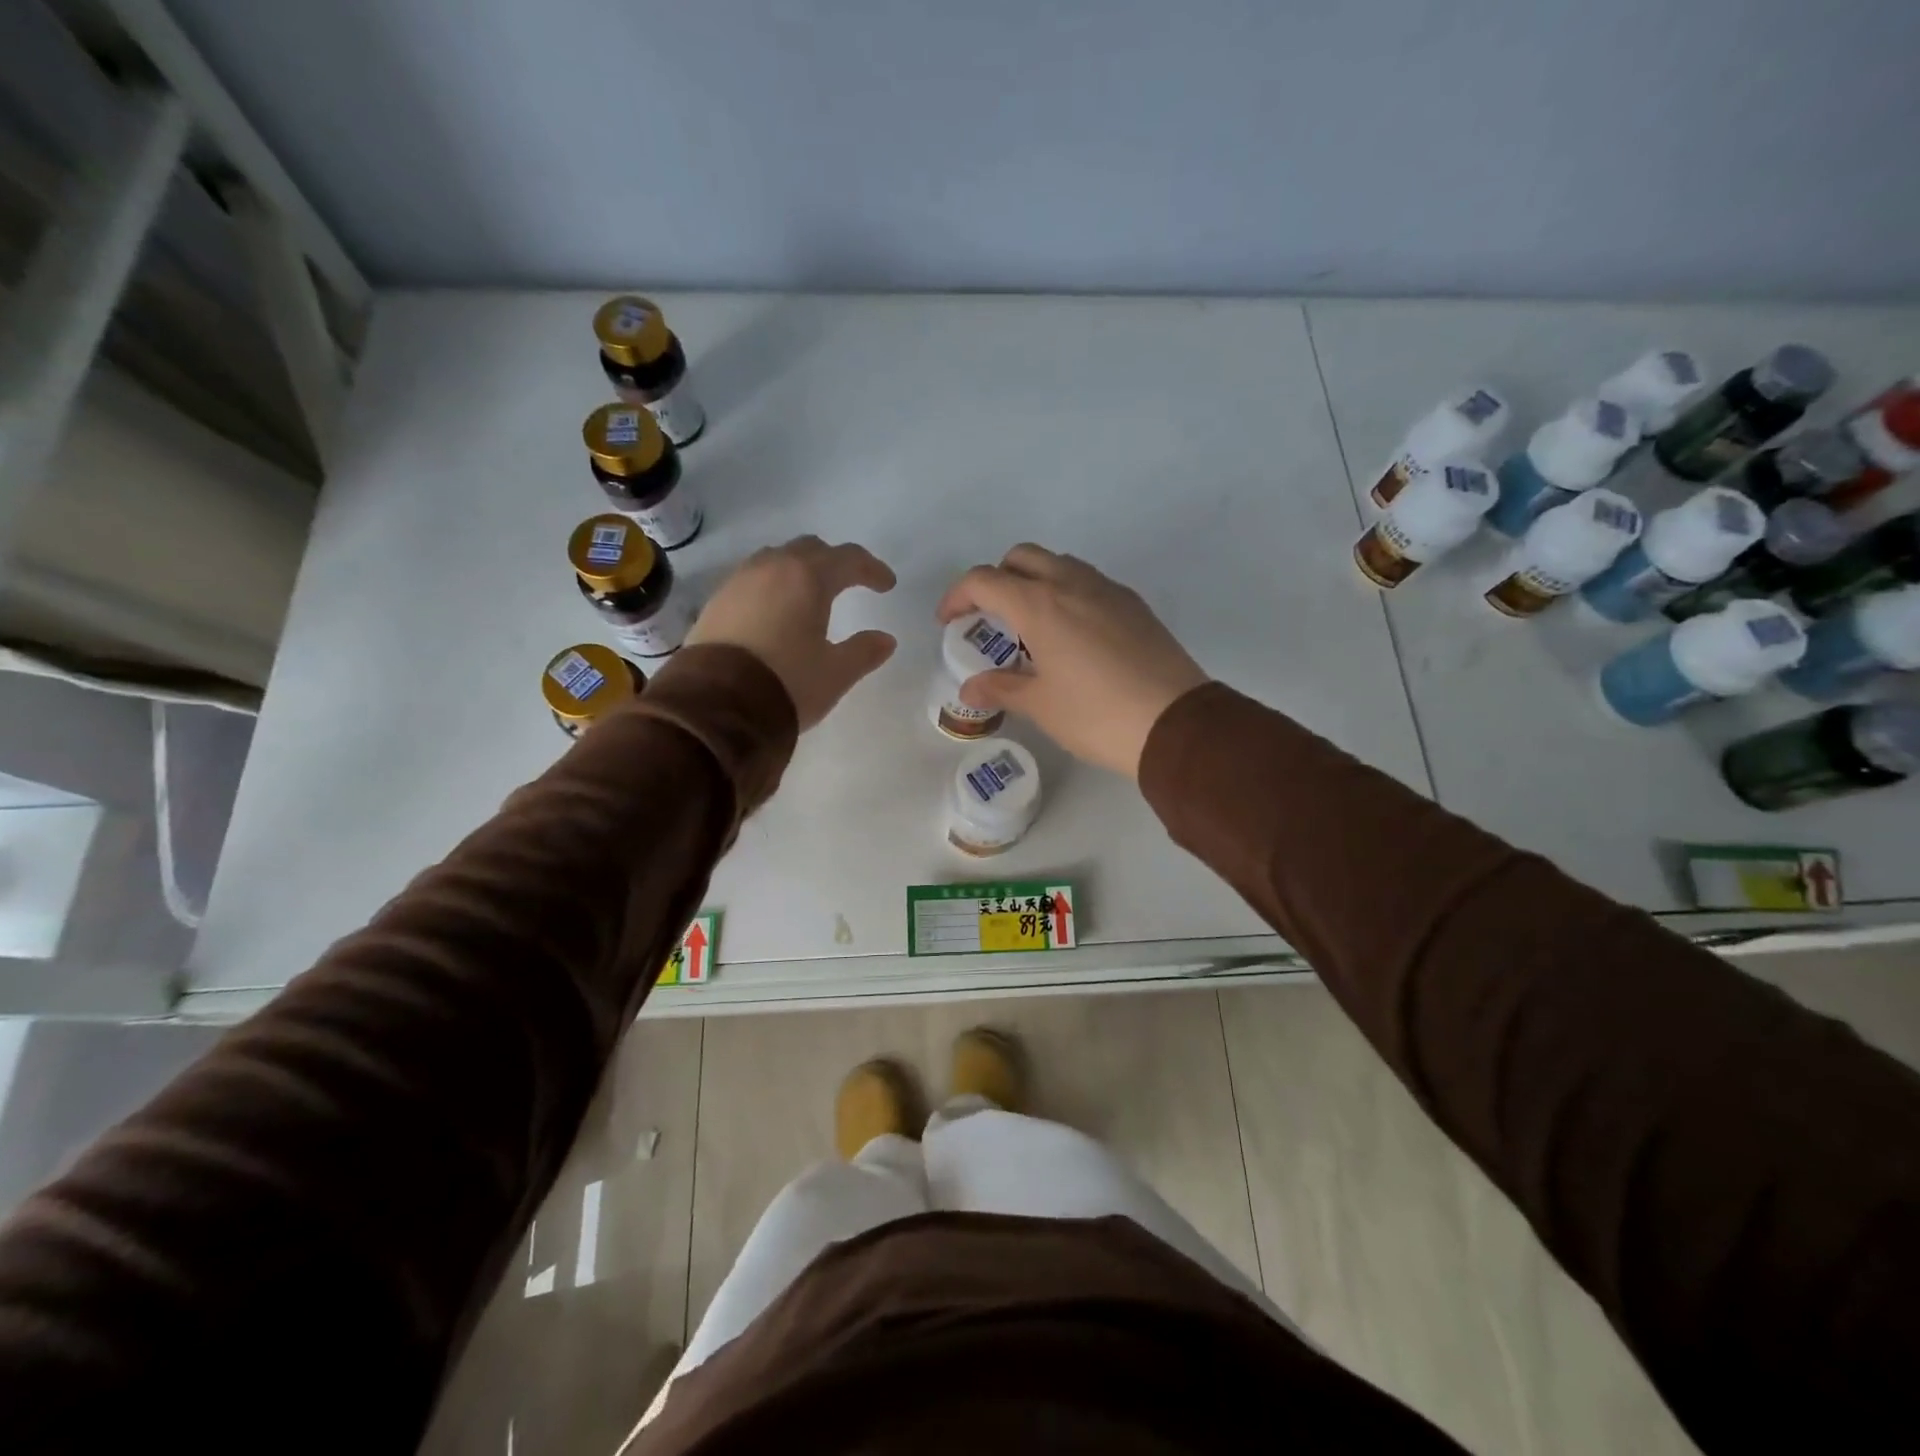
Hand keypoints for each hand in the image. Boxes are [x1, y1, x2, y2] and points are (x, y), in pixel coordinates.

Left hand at [689, 537, 897, 729]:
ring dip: (799, 569)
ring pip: (777, 559)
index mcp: (808, 578)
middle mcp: (772, 568)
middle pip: (810, 549)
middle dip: (834, 562)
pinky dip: (773, 585)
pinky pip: (752, 579)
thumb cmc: (787, 682)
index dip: (872, 569)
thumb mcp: (835, 673)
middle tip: (850, 582)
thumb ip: (863, 652)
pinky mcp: (717, 601)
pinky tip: (775, 610)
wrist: (716, 705)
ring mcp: (739, 581)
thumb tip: (885, 640)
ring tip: (810, 593)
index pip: (848, 559)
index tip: (887, 585)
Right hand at [936, 544, 1206, 777]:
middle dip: (996, 578)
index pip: (984, 580)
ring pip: (1059, 564)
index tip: (949, 622)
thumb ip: (1001, 688)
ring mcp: (1108, 590)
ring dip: (1034, 581)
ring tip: (1030, 626)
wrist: (1175, 723)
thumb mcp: (1041, 706)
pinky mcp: (1134, 604)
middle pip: (1021, 557)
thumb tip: (970, 689)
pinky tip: (1071, 634)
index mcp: (1040, 605)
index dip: (957, 596)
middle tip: (990, 617)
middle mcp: (1072, 584)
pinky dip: (1067, 593)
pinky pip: (1089, 582)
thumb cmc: (1096, 714)